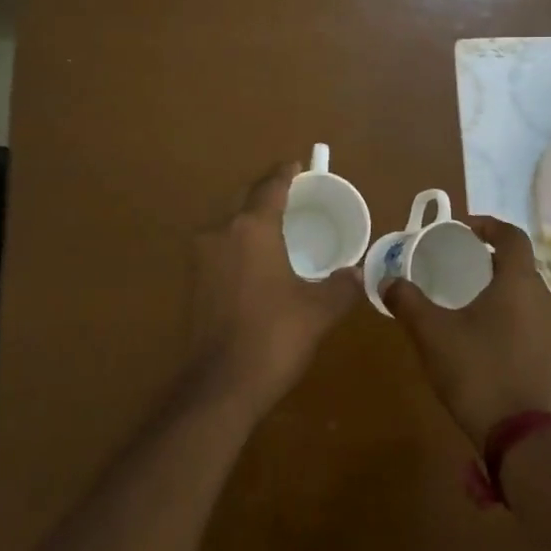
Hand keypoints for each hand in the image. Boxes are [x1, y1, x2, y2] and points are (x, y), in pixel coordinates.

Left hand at [186, 162, 358, 417]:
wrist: (220, 386)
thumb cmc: (274, 336)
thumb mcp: (318, 310)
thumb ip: (341, 286)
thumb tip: (358, 274)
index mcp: (252, 229)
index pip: (271, 187)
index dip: (286, 174)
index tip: (297, 165)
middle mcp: (221, 232)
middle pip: (245, 201)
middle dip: (267, 195)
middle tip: (292, 197)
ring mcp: (200, 258)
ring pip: (229, 226)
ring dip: (250, 222)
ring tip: (276, 230)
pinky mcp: (192, 283)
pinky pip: (220, 250)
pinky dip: (238, 247)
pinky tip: (256, 264)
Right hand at [386, 215, 550, 446]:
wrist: (519, 439)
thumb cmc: (476, 372)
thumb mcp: (431, 333)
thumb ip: (407, 301)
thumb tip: (387, 280)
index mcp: (520, 283)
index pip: (512, 236)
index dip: (488, 225)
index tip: (464, 229)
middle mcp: (547, 300)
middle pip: (520, 266)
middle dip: (490, 261)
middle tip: (459, 267)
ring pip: (528, 295)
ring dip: (503, 290)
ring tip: (471, 302)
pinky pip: (534, 321)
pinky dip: (513, 316)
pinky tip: (488, 336)